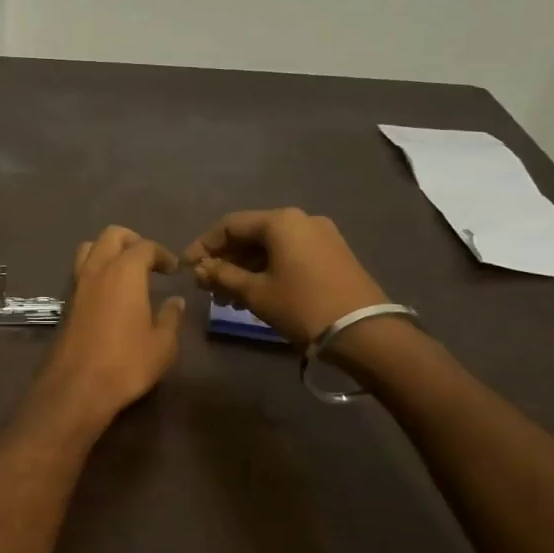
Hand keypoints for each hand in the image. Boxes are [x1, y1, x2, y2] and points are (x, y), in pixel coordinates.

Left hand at [34, 225, 186, 427]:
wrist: (77, 386)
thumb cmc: (127, 362)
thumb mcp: (162, 344)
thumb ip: (171, 317)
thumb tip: (176, 301)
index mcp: (124, 272)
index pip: (144, 246)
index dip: (161, 253)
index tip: (173, 269)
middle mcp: (97, 270)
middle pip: (111, 236)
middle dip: (132, 241)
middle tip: (149, 260)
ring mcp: (77, 284)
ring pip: (89, 249)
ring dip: (108, 251)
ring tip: (126, 271)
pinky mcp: (66, 302)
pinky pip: (80, 271)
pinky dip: (95, 269)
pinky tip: (109, 292)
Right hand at [182, 208, 387, 345]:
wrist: (366, 332)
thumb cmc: (303, 306)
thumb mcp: (255, 293)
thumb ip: (223, 276)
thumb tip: (201, 269)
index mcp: (280, 221)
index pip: (229, 225)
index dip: (203, 246)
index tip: (188, 269)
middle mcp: (301, 220)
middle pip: (251, 234)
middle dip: (225, 259)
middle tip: (207, 286)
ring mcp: (321, 236)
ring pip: (270, 246)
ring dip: (245, 268)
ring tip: (227, 298)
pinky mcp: (334, 254)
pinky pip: (290, 255)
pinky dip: (268, 270)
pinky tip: (255, 293)